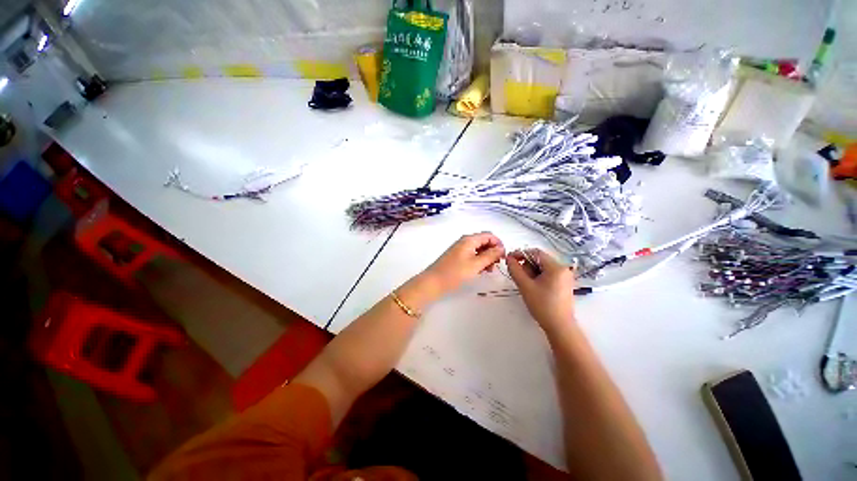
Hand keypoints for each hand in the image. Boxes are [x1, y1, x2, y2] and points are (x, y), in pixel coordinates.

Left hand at [423, 232, 505, 295]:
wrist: (433, 282)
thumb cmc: (455, 273)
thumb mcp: (476, 264)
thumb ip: (490, 255)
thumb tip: (501, 248)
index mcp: (469, 240)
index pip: (489, 235)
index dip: (499, 244)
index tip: (503, 257)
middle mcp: (465, 241)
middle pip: (484, 242)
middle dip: (493, 251)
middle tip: (496, 265)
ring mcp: (460, 249)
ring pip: (479, 249)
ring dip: (486, 257)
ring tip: (488, 270)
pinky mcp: (457, 257)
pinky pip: (472, 255)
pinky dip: (479, 261)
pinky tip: (480, 270)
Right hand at [506, 249, 576, 331]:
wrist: (559, 326)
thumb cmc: (542, 305)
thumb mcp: (525, 286)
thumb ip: (515, 269)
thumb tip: (509, 258)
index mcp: (556, 267)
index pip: (535, 252)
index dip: (521, 253)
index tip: (509, 259)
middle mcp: (563, 268)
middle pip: (539, 259)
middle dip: (526, 265)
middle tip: (519, 276)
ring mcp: (564, 277)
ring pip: (543, 267)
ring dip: (531, 272)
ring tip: (526, 284)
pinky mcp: (563, 284)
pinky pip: (547, 274)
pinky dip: (538, 277)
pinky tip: (533, 287)